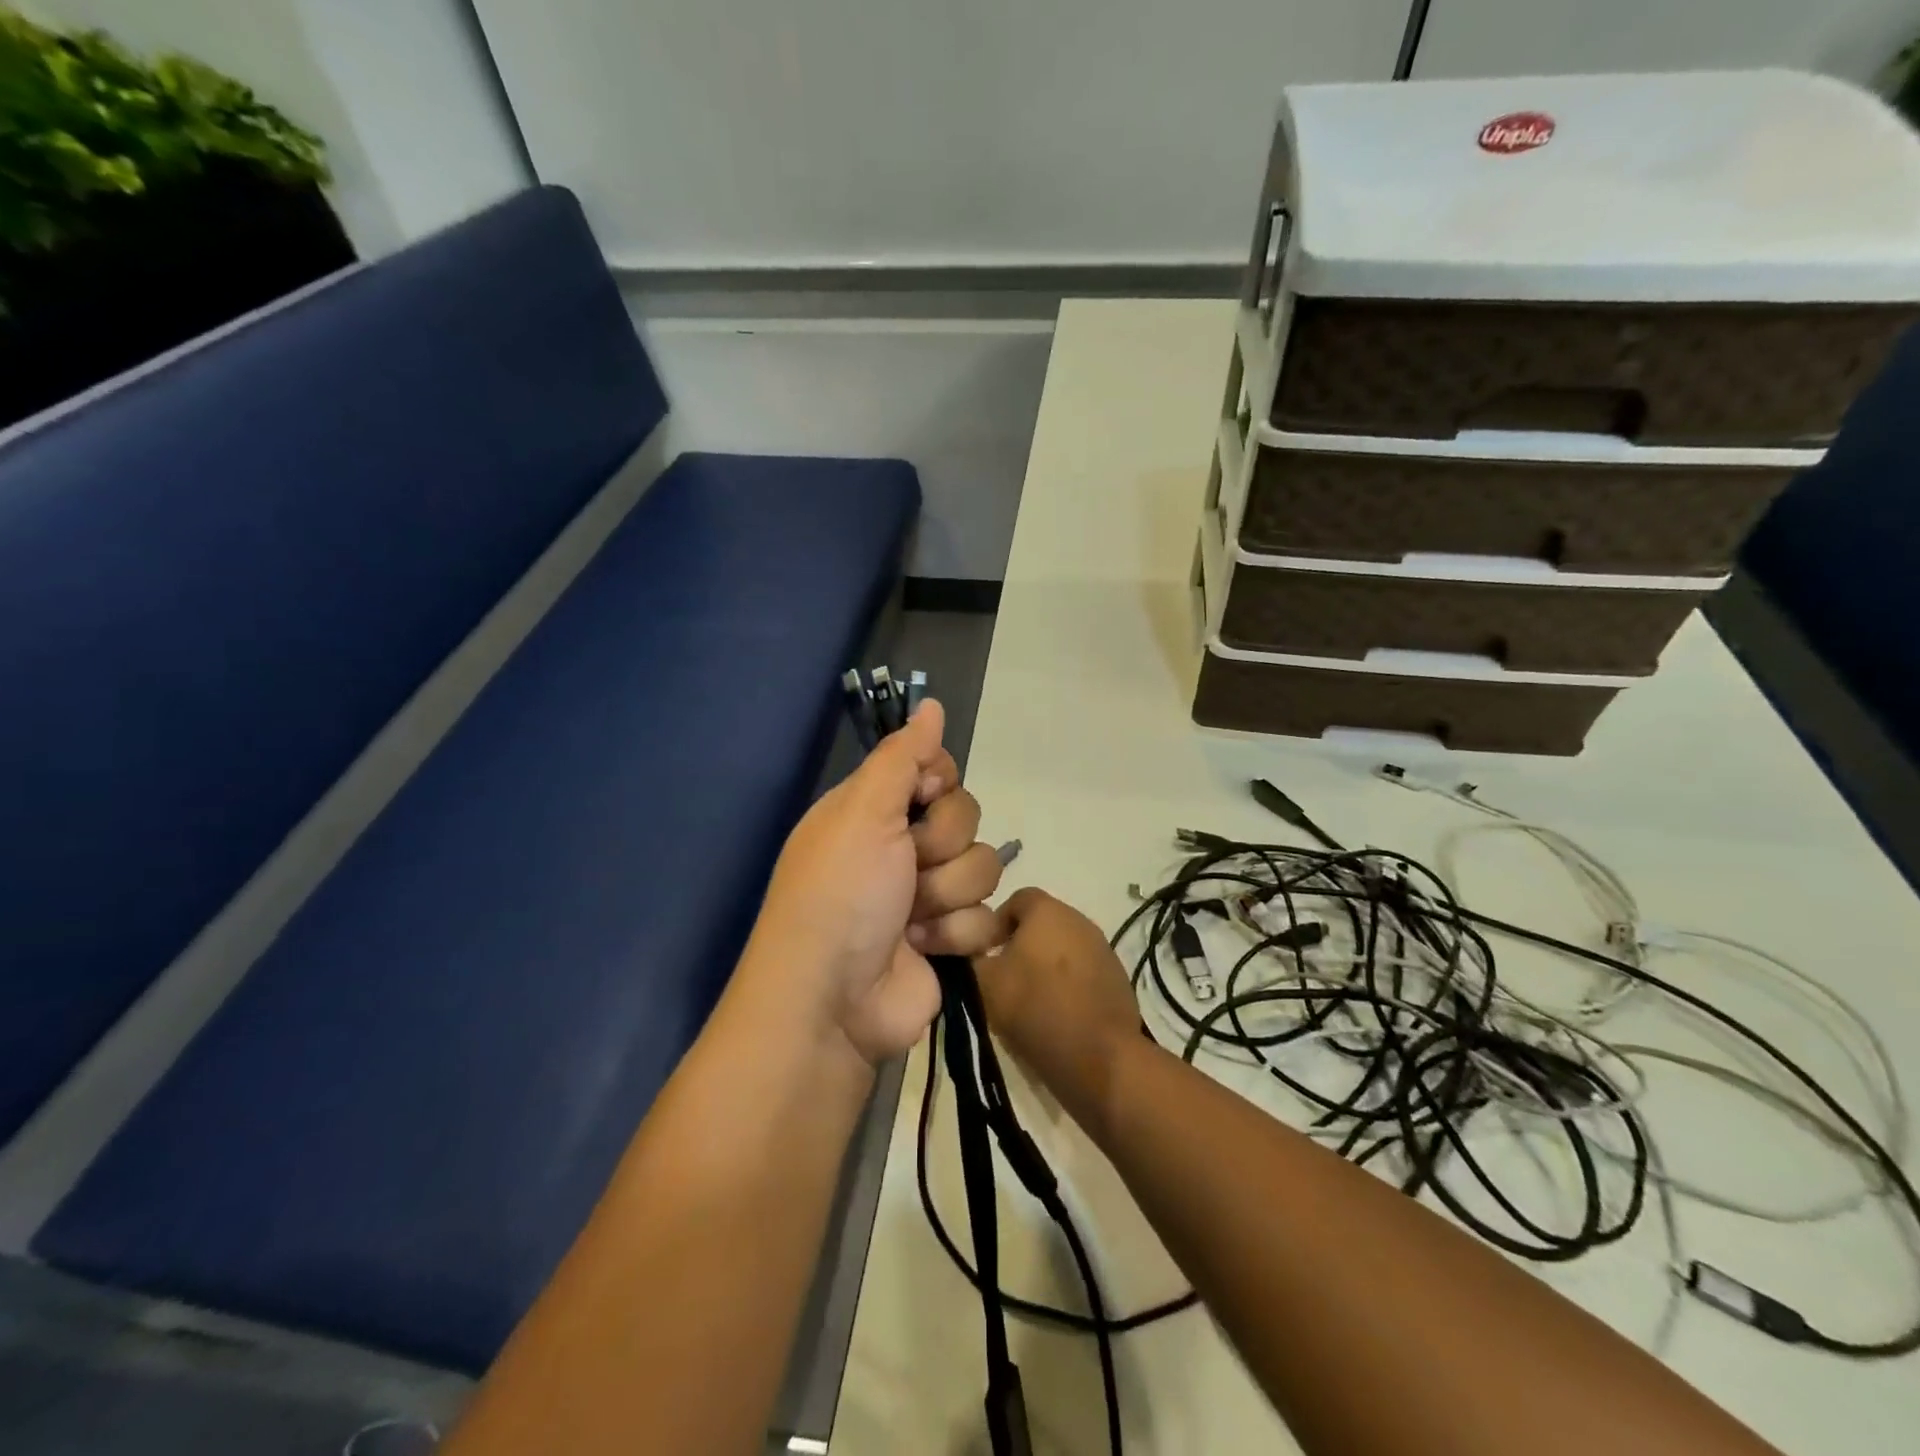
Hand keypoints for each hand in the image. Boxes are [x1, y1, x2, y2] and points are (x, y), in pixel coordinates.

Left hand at [752, 701, 1007, 1065]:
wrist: (832, 1003)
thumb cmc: (840, 895)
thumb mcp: (862, 812)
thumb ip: (901, 756)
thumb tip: (930, 703)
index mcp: (874, 811)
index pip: (937, 771)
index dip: (939, 783)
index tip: (922, 798)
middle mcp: (902, 847)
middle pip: (966, 817)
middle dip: (941, 845)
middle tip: (908, 867)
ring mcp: (928, 895)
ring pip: (983, 867)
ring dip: (948, 895)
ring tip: (911, 920)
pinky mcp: (949, 939)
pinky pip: (987, 917)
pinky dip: (956, 934)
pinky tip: (923, 948)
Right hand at [973, 889, 1140, 1123]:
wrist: (1100, 1058)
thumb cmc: (1036, 1008)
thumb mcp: (984, 983)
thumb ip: (969, 958)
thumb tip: (966, 950)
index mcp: (1047, 909)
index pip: (1015, 898)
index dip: (994, 923)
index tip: (983, 953)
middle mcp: (1079, 919)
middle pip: (1041, 923)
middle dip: (1019, 945)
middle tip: (1002, 979)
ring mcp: (1103, 948)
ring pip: (1062, 948)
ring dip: (1044, 966)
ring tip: (1028, 1000)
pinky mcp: (1118, 978)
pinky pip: (1083, 971)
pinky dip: (1067, 985)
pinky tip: (1057, 1014)